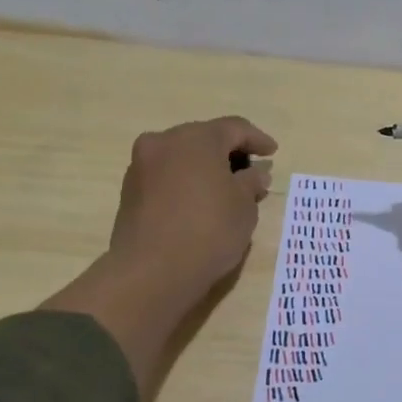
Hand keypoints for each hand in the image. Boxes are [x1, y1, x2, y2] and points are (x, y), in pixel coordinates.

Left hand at [106, 116, 277, 297]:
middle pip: (204, 139)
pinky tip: (199, 203)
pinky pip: (166, 176)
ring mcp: (141, 166)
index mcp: (196, 138)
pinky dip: (185, 182)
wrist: (152, 272)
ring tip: (225, 190)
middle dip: (229, 153)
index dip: (257, 139)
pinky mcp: (129, 191)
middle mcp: (164, 142)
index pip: (234, 128)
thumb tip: (254, 174)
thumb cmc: (208, 230)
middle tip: (250, 172)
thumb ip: (251, 182)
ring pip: (182, 157)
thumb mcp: (244, 206)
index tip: (272, 153)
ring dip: (205, 168)